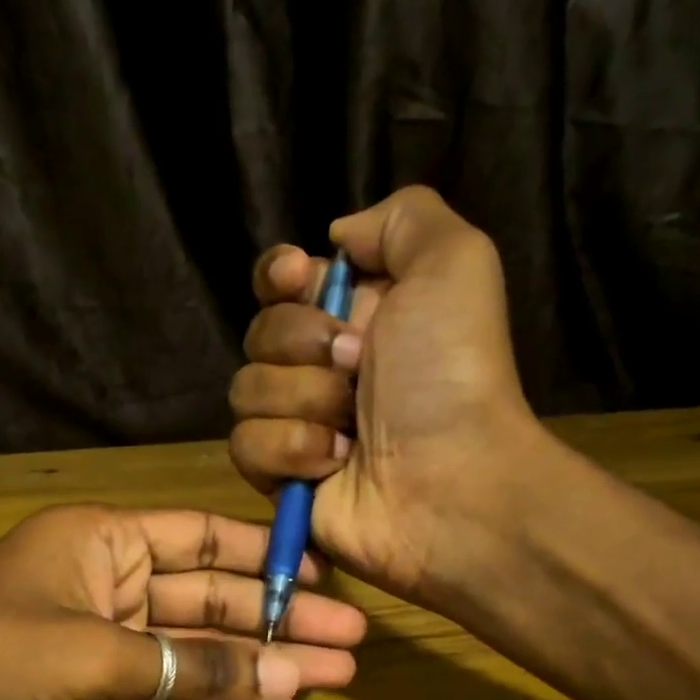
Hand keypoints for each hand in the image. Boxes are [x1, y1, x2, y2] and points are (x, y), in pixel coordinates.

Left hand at [0, 504, 364, 699]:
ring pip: (194, 656)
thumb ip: (194, 668)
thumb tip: (288, 679)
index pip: (202, 538)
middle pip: (209, 601)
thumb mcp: (95, 658)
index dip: (265, 557)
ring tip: (327, 684)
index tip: (326, 581)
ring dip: (256, 670)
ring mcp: (100, 653)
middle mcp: (105, 589)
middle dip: (276, 624)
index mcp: (101, 543)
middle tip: (351, 649)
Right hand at [228, 186, 550, 606]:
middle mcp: (322, 367)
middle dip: (301, 343)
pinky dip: (291, 449)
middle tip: (355, 366)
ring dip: (302, 401)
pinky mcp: (282, 477)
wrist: (452, 481)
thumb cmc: (452, 373)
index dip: (277, 275)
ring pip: (246, 390)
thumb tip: (335, 240)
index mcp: (356, 314)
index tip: (295, 278)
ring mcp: (299, 424)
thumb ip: (400, 219)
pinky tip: (335, 463)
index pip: (281, 281)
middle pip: (260, 332)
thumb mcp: (454, 262)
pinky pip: (246, 446)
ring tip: (351, 427)